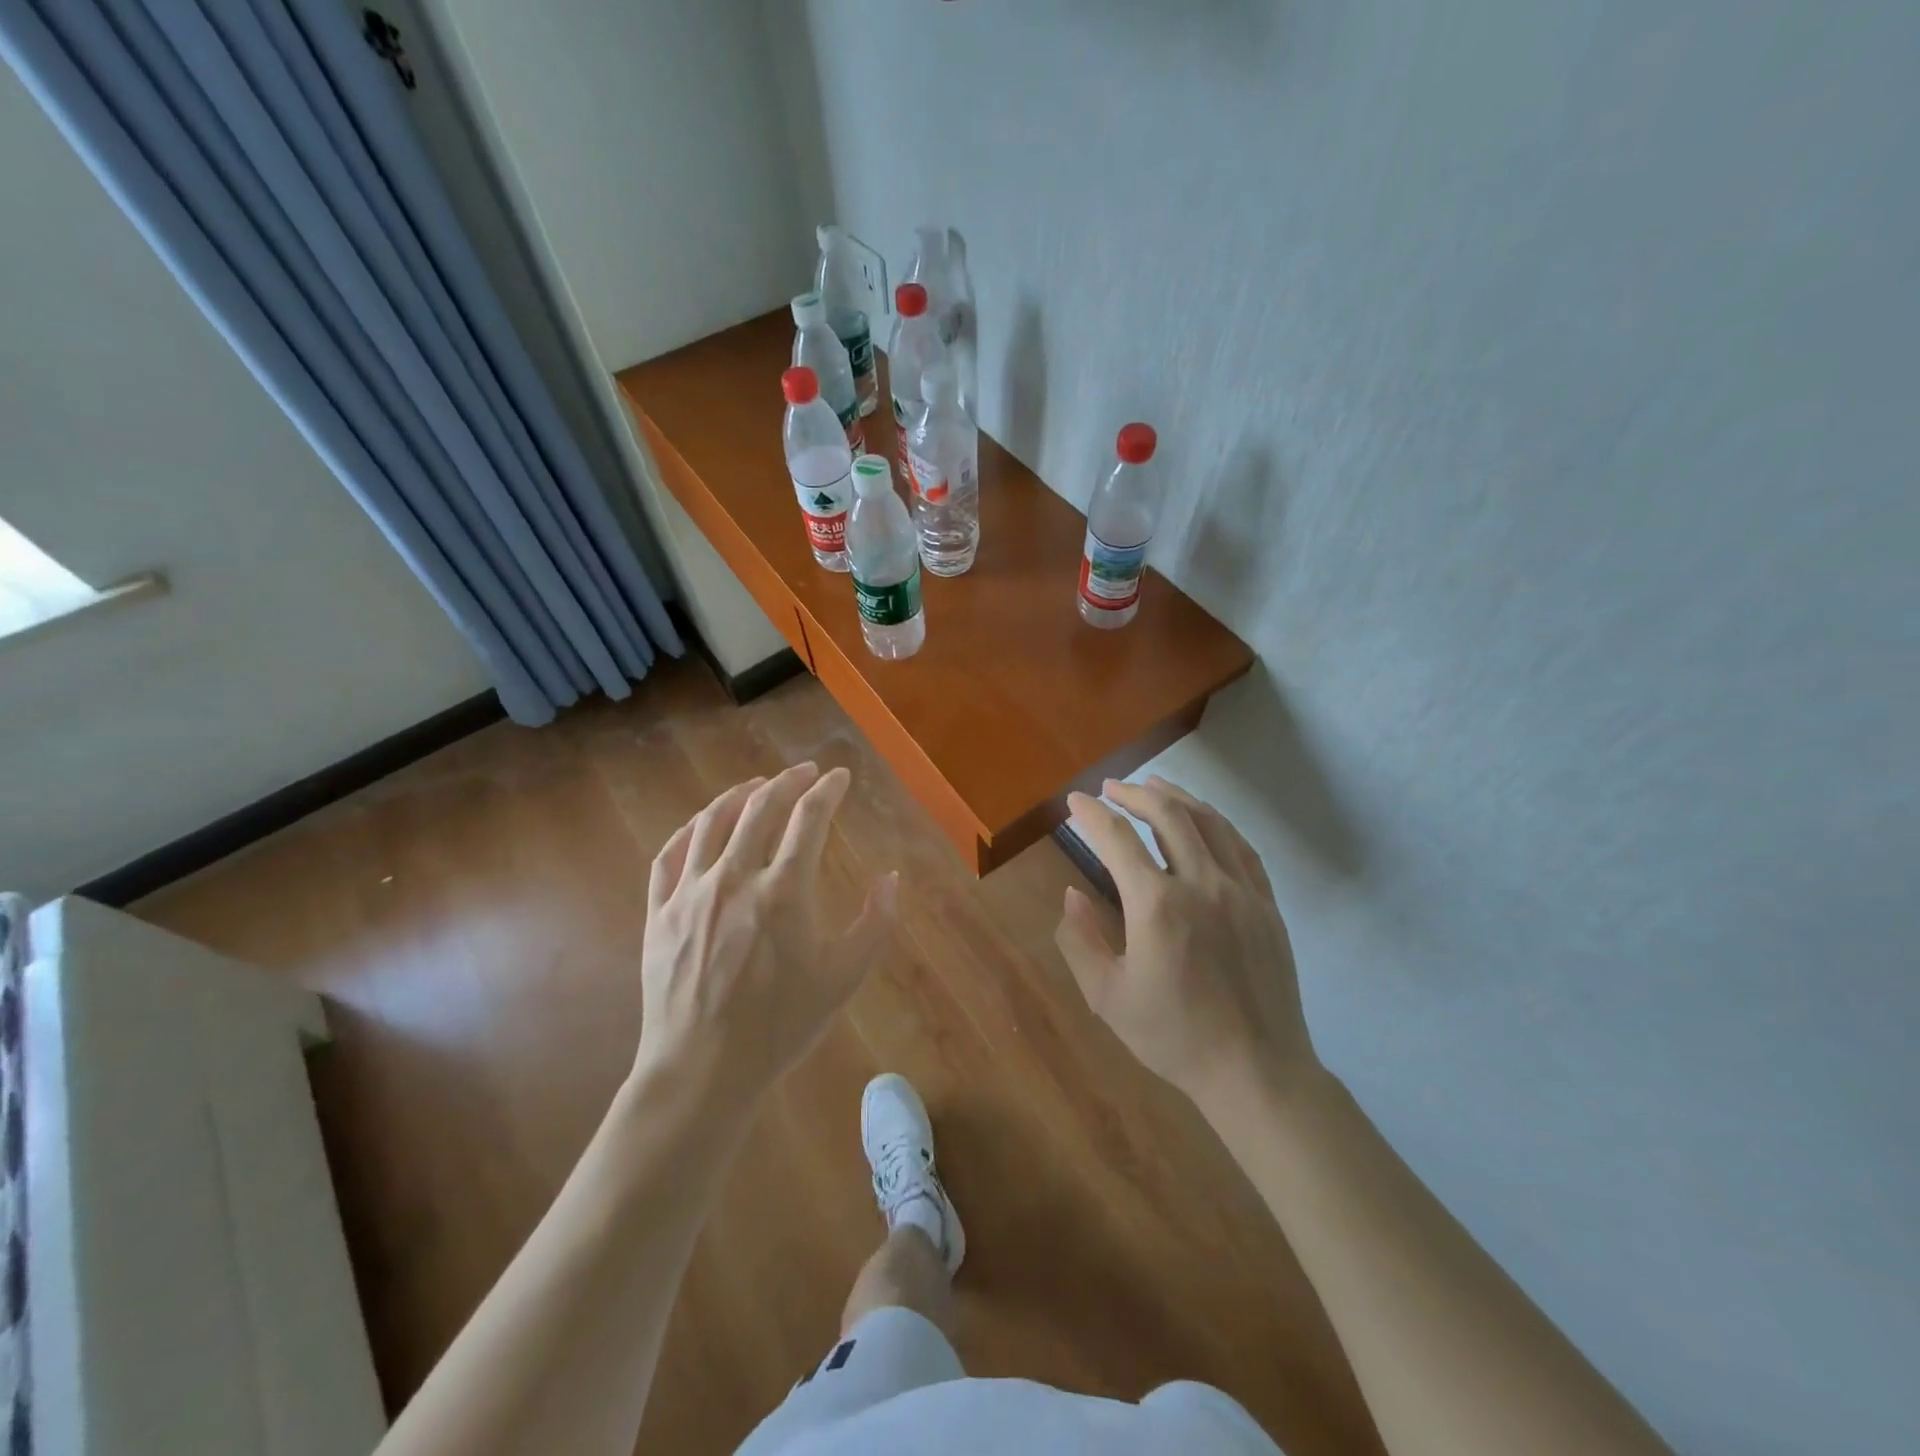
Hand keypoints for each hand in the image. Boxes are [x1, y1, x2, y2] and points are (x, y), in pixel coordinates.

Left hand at [635, 763, 896, 1112]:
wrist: (703, 1070)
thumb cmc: (780, 1026)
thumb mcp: (844, 978)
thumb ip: (875, 922)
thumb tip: (890, 877)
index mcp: (784, 891)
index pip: (809, 818)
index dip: (828, 791)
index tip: (840, 777)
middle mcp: (735, 878)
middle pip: (760, 808)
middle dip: (788, 781)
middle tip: (805, 772)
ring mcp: (690, 893)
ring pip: (713, 822)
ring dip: (739, 795)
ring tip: (757, 784)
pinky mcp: (660, 912)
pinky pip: (671, 854)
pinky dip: (691, 829)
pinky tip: (703, 825)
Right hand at [1055, 776, 1318, 1115]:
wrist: (1256, 1070)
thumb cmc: (1174, 1037)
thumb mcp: (1107, 997)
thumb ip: (1080, 940)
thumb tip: (1071, 895)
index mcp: (1158, 906)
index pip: (1118, 839)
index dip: (1092, 814)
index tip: (1075, 801)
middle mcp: (1202, 884)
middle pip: (1168, 815)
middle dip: (1134, 794)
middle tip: (1111, 788)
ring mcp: (1241, 891)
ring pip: (1209, 823)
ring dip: (1177, 797)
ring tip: (1154, 785)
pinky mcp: (1267, 904)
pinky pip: (1241, 847)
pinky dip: (1216, 823)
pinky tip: (1204, 820)